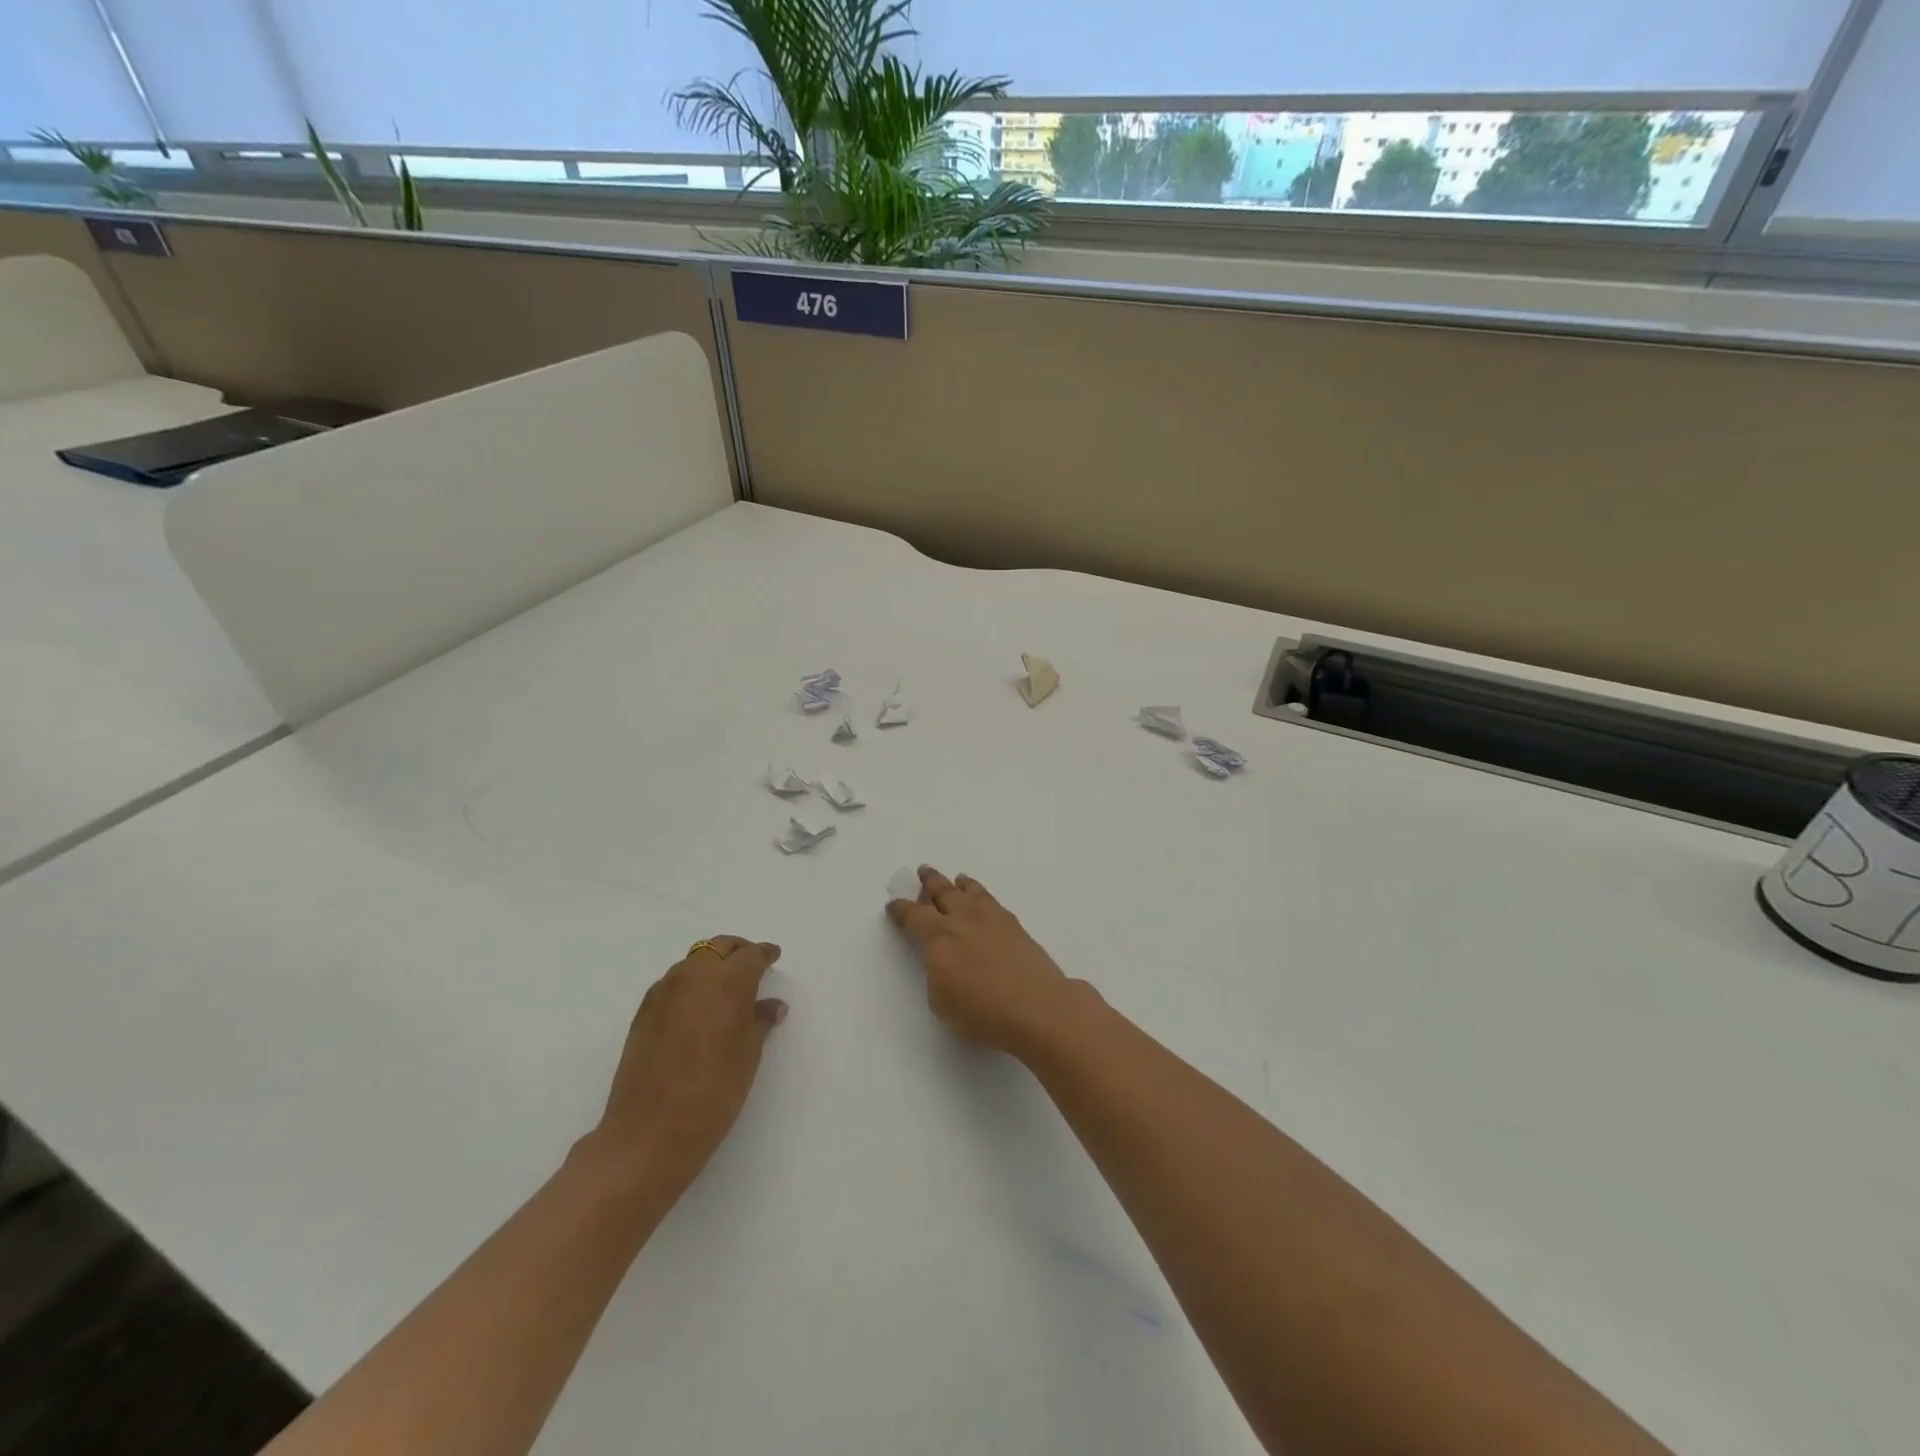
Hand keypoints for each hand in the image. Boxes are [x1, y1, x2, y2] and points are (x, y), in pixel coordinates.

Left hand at [588, 936, 786, 1196]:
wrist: (648, 1134)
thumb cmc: (713, 1094)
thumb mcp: (748, 1057)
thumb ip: (760, 1022)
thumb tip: (771, 1006)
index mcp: (726, 982)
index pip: (750, 955)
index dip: (764, 954)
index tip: (774, 956)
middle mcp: (693, 976)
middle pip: (718, 948)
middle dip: (737, 951)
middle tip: (752, 965)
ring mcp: (663, 991)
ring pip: (693, 962)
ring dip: (712, 965)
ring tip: (725, 986)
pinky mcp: (643, 1011)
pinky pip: (673, 982)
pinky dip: (690, 982)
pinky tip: (698, 1006)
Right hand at [886, 867, 1084, 1055]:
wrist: (1037, 1006)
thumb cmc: (982, 1012)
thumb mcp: (941, 1001)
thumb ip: (937, 973)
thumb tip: (943, 960)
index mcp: (938, 937)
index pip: (913, 916)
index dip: (901, 910)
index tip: (893, 904)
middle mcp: (963, 919)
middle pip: (943, 892)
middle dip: (930, 882)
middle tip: (923, 871)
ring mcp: (992, 919)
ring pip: (971, 891)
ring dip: (960, 884)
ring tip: (957, 879)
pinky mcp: (1015, 926)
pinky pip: (992, 901)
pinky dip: (982, 895)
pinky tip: (984, 901)